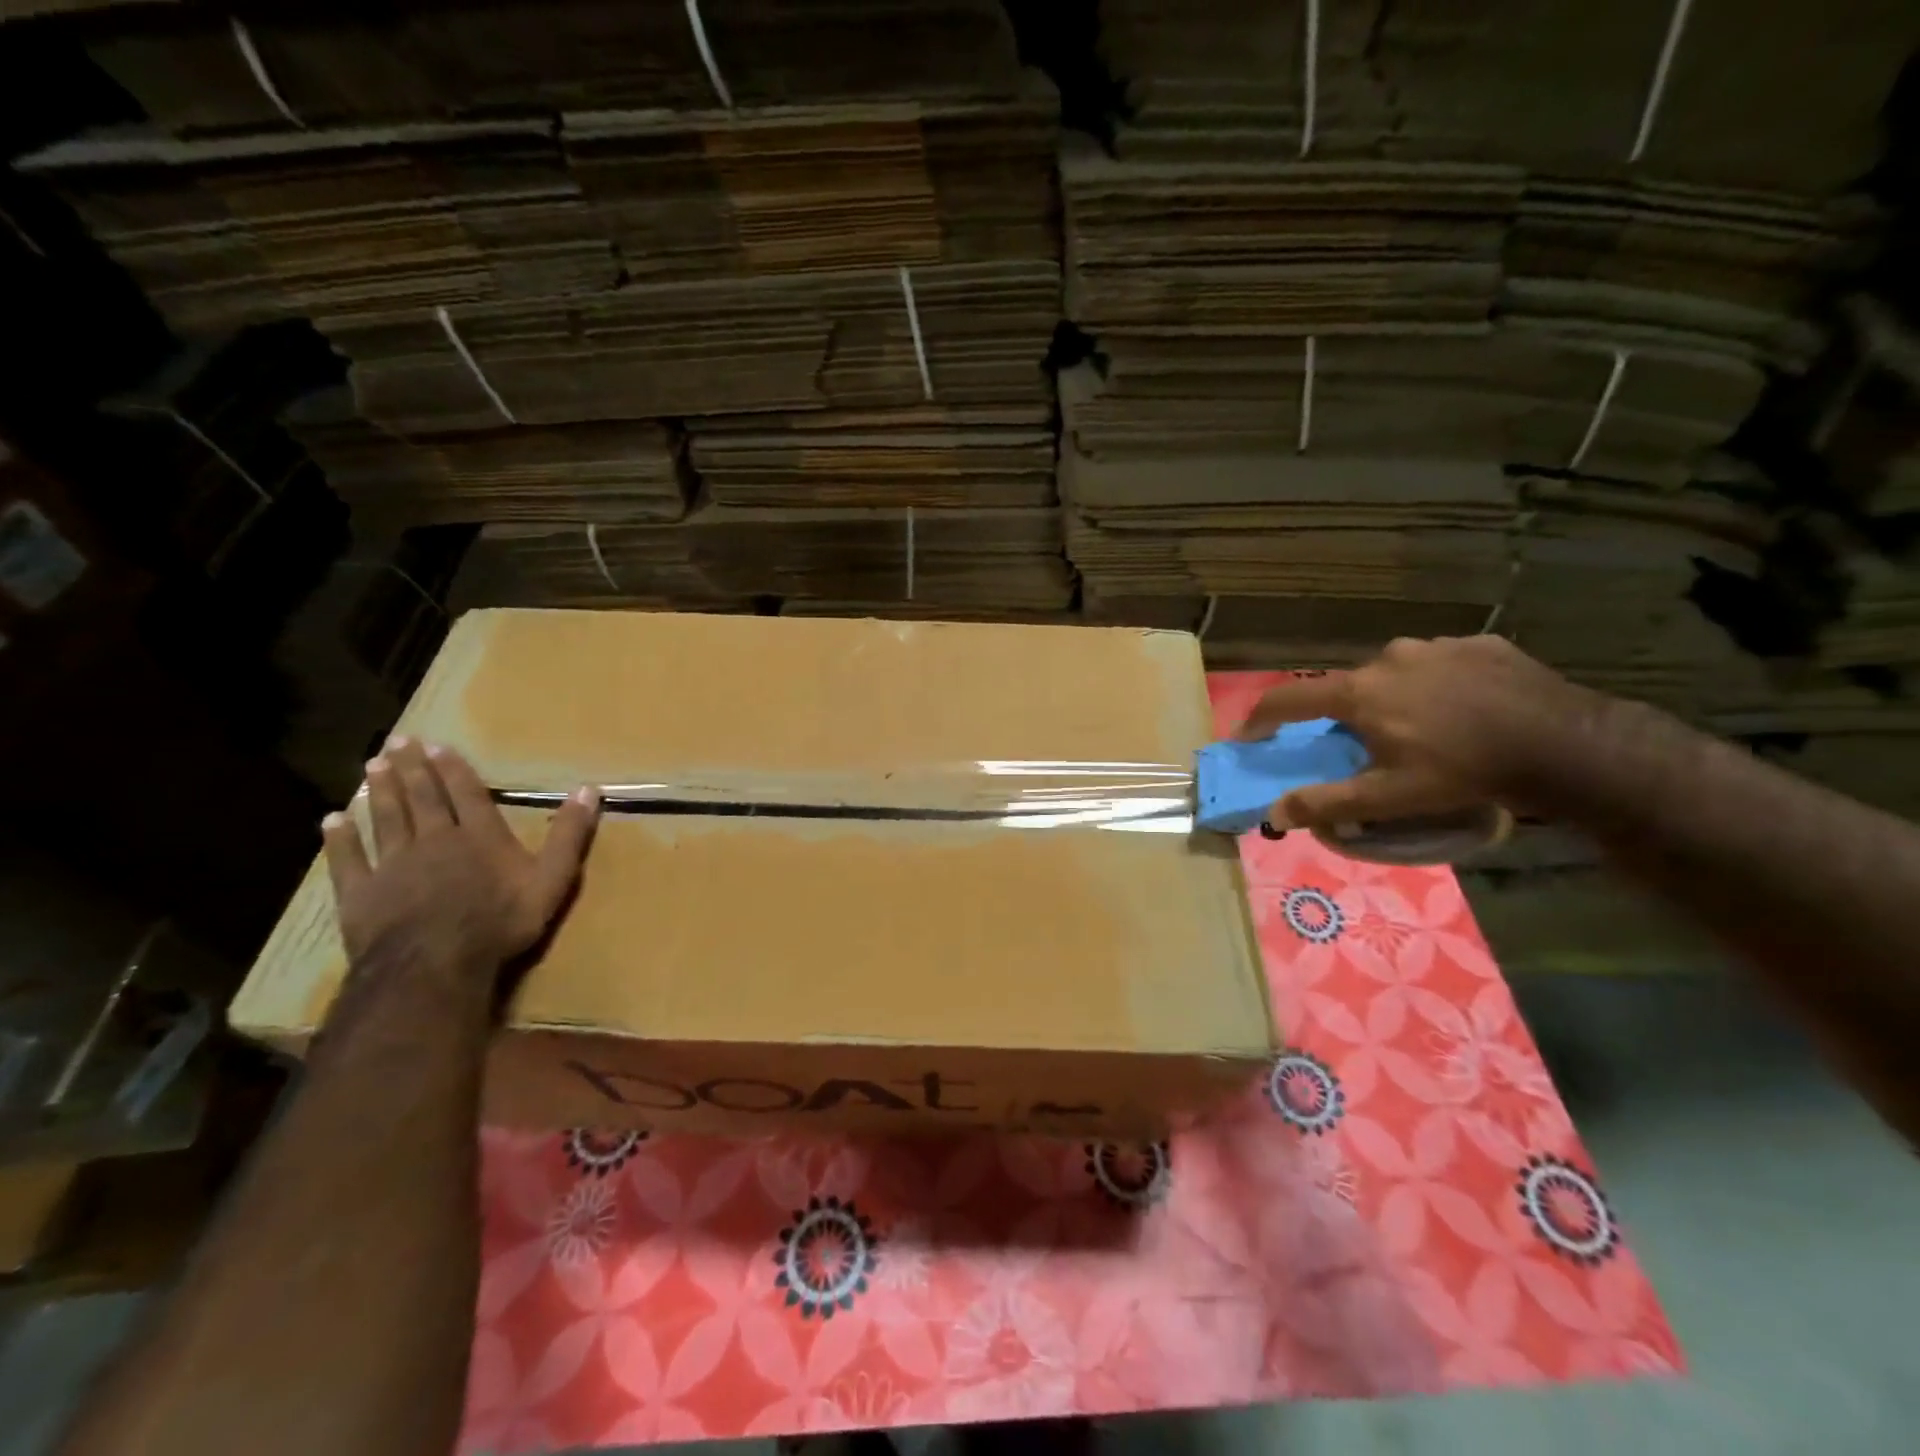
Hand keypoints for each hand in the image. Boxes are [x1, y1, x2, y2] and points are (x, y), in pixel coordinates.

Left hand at [321, 737, 600, 975]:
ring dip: (381, 791)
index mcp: (480, 836)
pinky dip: (341, 839)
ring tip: (373, 765)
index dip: (453, 769)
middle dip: (413, 769)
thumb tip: (590, 789)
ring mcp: (394, 865)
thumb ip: (569, 835)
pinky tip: (333, 820)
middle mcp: (435, 840)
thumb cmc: (500, 922)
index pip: (467, 794)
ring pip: (387, 819)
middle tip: (398, 740)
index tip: (437, 745)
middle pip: (424, 798)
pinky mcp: (361, 893)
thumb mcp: (552, 878)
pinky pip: (349, 860)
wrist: (434, 965)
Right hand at [1236, 635, 1595, 828]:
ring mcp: (1437, 646)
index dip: (1262, 717)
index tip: (1249, 735)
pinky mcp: (1480, 644)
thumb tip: (1274, 812)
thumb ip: (1327, 802)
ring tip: (1423, 728)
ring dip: (1393, 697)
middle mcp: (1389, 658)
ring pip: (1395, 673)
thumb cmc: (1463, 771)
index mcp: (1360, 693)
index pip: (1290, 698)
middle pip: (1348, 688)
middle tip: (1364, 745)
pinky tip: (1463, 710)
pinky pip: (1440, 664)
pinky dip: (1437, 685)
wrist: (1564, 743)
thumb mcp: (1390, 797)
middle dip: (1345, 715)